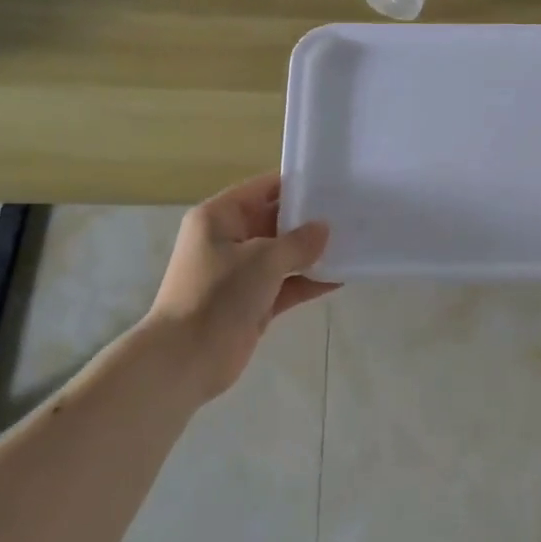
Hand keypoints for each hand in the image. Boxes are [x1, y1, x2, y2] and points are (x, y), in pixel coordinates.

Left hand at [143, 173, 334, 402]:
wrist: (187, 358)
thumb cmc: (218, 295)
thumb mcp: (263, 260)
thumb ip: (298, 242)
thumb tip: (324, 229)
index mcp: (219, 217)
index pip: (263, 188)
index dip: (297, 184)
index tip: (333, 183)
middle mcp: (228, 239)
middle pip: (275, 220)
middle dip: (310, 220)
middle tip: (352, 212)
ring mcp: (241, 273)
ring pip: (283, 255)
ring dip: (313, 252)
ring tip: (354, 242)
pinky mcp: (253, 303)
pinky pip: (286, 284)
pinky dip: (309, 281)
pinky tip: (341, 277)